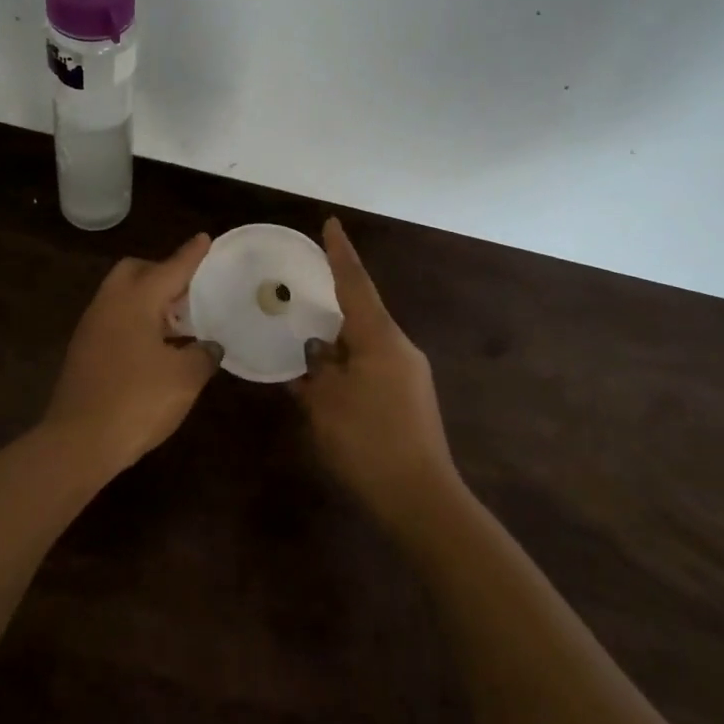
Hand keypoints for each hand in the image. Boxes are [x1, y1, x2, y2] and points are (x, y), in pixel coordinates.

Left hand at [43, 234, 220, 475]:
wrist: (78, 443)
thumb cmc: (137, 402)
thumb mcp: (184, 379)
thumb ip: (203, 355)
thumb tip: (209, 346)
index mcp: (135, 300)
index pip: (171, 268)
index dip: (191, 255)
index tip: (205, 238)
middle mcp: (109, 303)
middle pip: (135, 271)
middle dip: (162, 273)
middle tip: (188, 291)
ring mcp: (91, 326)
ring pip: (122, 295)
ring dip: (148, 299)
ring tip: (177, 322)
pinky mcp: (83, 350)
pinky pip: (114, 318)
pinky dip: (135, 320)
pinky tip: (154, 348)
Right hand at [292, 218, 462, 534]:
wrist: (421, 499)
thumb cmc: (367, 442)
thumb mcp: (326, 402)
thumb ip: (316, 368)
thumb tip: (316, 352)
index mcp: (380, 338)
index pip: (355, 283)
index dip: (340, 253)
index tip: (331, 223)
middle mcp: (400, 347)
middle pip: (361, 314)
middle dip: (332, 308)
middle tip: (302, 301)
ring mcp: (411, 374)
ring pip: (366, 345)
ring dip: (338, 346)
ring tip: (307, 352)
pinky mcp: (412, 399)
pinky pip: (373, 368)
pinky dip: (348, 369)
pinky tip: (327, 389)